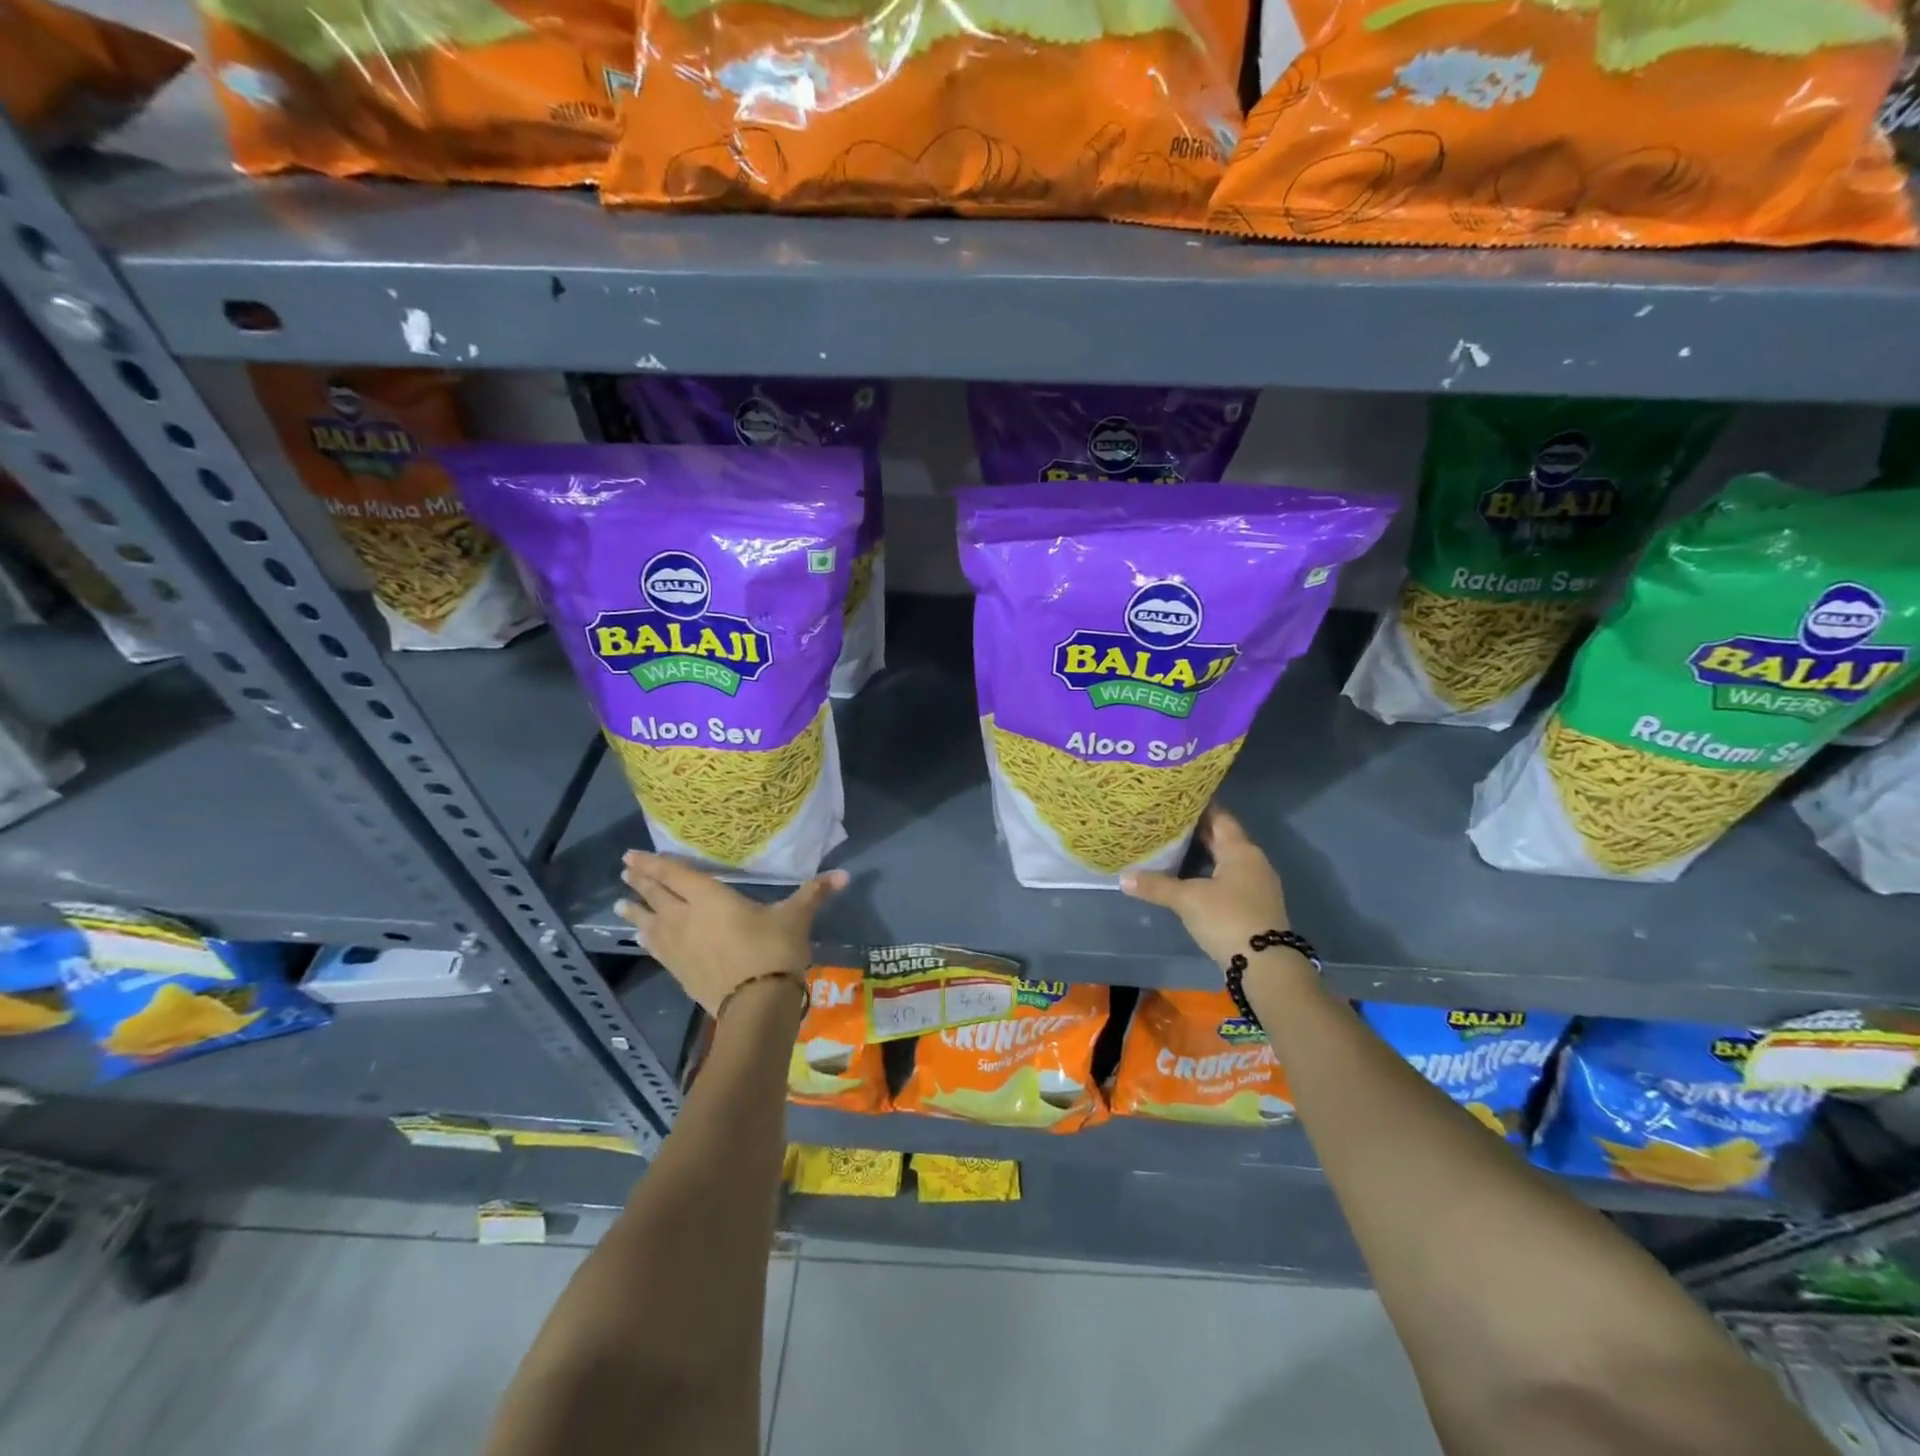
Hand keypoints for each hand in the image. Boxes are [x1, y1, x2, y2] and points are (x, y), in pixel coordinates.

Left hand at [615, 852, 846, 1015]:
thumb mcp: (796, 917)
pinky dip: (646, 938)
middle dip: (640, 882)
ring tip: (619, 904)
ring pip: (649, 923)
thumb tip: (844, 874)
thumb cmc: (774, 951)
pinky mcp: (679, 971)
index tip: (632, 855)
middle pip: (656, 895)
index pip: (674, 875)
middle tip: (624, 870)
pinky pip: (656, 948)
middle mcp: (686, 917)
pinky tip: (641, 938)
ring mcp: (678, 947)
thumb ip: (814, 893)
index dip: (653, 864)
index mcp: (710, 898)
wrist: (756, 1005)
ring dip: (634, 911)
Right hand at [1119, 806, 1293, 972]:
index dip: (1198, 806)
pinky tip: (1189, 878)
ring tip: (1172, 847)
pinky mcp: (1254, 905)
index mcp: (1240, 850)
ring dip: (1203, 853)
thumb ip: (1156, 886)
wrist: (1265, 965)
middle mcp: (1253, 861)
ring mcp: (1256, 885)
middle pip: (1223, 837)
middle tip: (1166, 821)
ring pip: (1226, 859)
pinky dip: (1209, 873)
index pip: (1219, 817)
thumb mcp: (1187, 900)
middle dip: (1196, 830)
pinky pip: (1228, 878)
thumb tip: (1123, 877)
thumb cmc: (1227, 919)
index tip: (1174, 799)